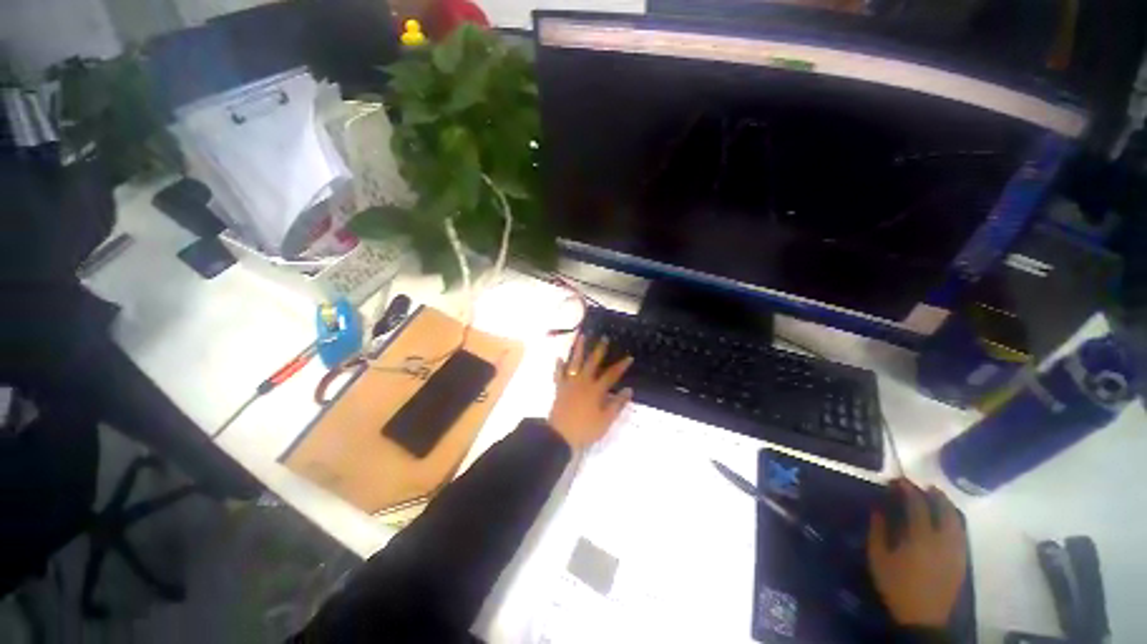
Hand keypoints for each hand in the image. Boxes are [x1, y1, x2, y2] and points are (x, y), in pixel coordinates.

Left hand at [548, 335, 633, 448]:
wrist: (559, 435)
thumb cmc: (585, 429)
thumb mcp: (605, 420)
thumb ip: (617, 404)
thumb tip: (629, 389)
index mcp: (596, 390)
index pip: (611, 374)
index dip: (621, 366)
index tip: (629, 357)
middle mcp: (583, 382)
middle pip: (592, 362)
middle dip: (599, 349)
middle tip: (604, 337)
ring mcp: (569, 383)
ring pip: (574, 362)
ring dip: (579, 348)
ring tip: (581, 336)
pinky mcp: (559, 388)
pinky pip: (559, 374)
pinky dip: (559, 366)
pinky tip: (559, 358)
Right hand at [867, 479, 967, 628]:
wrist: (923, 617)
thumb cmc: (896, 585)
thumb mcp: (878, 557)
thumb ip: (878, 530)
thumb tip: (879, 508)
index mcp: (921, 537)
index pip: (918, 504)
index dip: (908, 489)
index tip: (898, 480)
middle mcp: (943, 540)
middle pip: (944, 509)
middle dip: (933, 494)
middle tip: (920, 485)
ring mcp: (955, 550)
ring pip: (957, 520)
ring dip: (947, 505)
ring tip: (936, 497)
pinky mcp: (961, 560)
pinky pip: (960, 532)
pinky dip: (954, 520)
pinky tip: (946, 519)